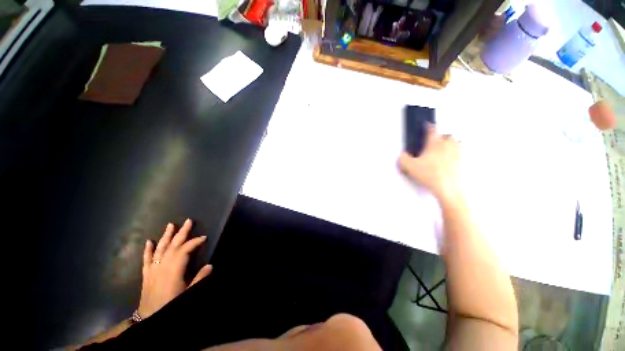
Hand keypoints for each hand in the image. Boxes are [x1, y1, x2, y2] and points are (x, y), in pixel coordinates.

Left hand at [138, 219, 211, 317]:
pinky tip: (148, 241)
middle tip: (188, 221)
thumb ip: (199, 278)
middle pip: (173, 245)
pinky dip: (147, 250)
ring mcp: (153, 269)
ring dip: (166, 236)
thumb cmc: (170, 304)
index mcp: (174, 270)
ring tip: (170, 225)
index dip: (194, 242)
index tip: (204, 237)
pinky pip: (146, 259)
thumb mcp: (188, 293)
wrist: (148, 318)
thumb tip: (210, 265)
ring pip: (160, 248)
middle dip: (181, 232)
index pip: (185, 250)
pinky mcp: (146, 274)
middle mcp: (162, 266)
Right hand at [398, 124, 460, 201]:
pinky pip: (462, 154)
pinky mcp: (464, 163)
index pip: (432, 130)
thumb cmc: (431, 175)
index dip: (428, 126)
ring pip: (457, 142)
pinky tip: (452, 160)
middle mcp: (448, 145)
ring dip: (451, 143)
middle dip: (441, 136)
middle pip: (447, 135)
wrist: (448, 189)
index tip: (427, 125)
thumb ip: (403, 158)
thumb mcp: (409, 166)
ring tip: (445, 148)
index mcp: (435, 143)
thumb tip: (403, 155)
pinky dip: (458, 154)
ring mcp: (458, 153)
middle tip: (435, 140)